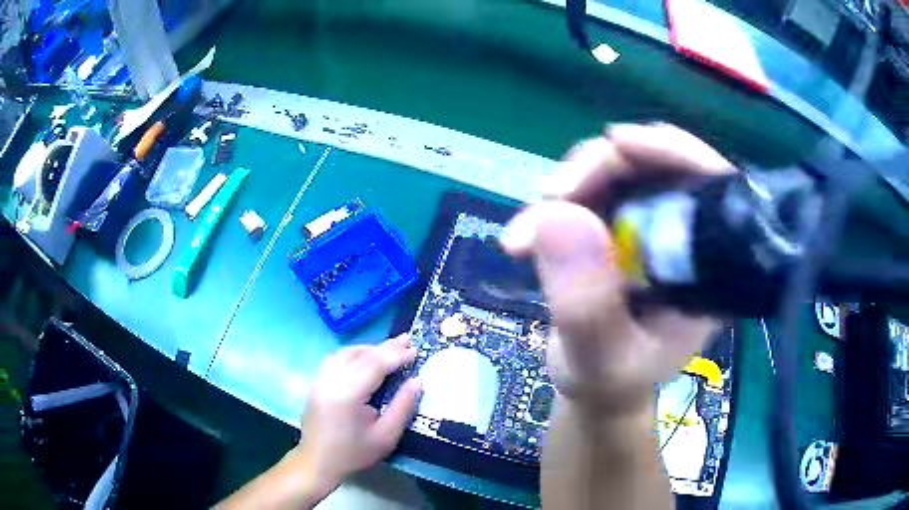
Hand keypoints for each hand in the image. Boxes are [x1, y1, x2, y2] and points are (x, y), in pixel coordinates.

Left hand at [217, 336, 419, 509]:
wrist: (318, 462)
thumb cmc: (354, 453)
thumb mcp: (386, 436)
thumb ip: (402, 407)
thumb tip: (417, 381)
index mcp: (347, 394)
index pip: (374, 365)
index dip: (396, 355)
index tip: (416, 350)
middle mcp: (330, 380)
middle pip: (361, 355)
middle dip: (386, 347)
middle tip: (408, 339)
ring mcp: (320, 379)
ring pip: (347, 353)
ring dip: (370, 349)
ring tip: (390, 348)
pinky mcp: (316, 382)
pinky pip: (336, 358)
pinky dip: (354, 354)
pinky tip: (366, 357)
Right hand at [501, 123, 733, 414]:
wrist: (595, 388)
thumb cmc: (611, 382)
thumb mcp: (600, 359)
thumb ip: (586, 304)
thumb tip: (556, 213)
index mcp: (710, 268)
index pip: (711, 186)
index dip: (672, 151)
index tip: (617, 141)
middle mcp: (686, 235)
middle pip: (656, 164)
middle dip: (599, 169)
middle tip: (548, 197)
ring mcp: (651, 224)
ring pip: (617, 169)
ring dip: (568, 188)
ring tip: (526, 234)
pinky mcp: (619, 223)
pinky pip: (589, 189)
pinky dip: (554, 204)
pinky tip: (530, 234)